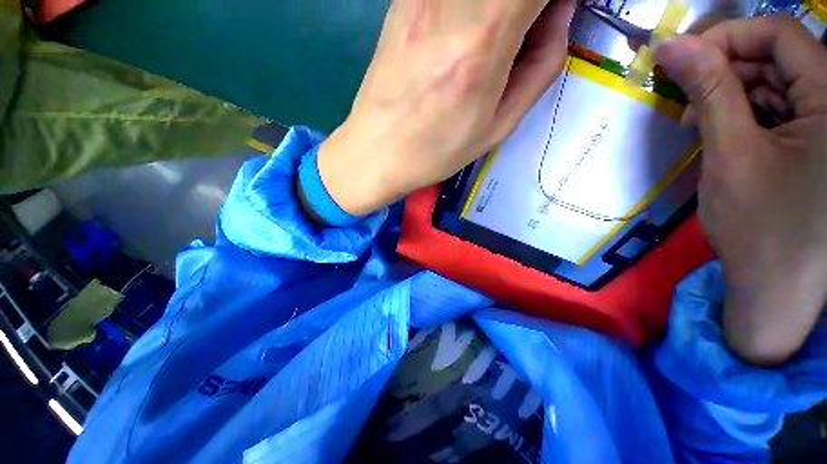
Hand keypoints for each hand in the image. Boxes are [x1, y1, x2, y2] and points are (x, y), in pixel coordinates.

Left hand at [314, 0, 575, 215]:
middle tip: (522, 35)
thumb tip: (559, 15)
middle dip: (528, 6)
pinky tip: (460, 35)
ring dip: (499, 8)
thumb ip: (541, 64)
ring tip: (489, 42)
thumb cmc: (436, 151)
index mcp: (485, 35)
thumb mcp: (498, 126)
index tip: (555, 17)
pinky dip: (471, 7)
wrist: (376, 152)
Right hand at [655, 17, 826, 365]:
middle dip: (727, 71)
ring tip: (700, 124)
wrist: (775, 290)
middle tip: (686, 102)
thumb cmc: (759, 229)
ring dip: (734, 96)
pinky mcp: (818, 146)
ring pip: (778, 84)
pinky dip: (748, 114)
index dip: (729, 37)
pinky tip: (725, 134)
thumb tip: (671, 47)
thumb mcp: (731, 154)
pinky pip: (782, 111)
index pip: (781, 35)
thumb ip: (708, 91)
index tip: (682, 60)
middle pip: (780, 58)